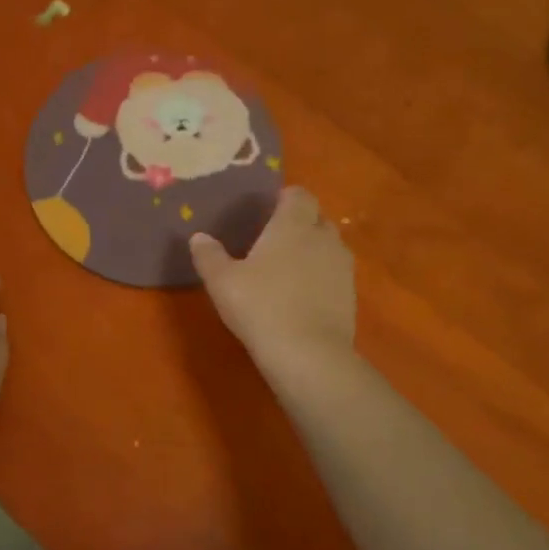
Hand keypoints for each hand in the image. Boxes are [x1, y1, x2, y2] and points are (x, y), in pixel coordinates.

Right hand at [189, 187, 355, 372]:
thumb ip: (209, 255)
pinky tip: (300, 297)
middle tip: (273, 240)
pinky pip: (334, 274)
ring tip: (287, 269)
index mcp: (293, 225)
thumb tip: (198, 237)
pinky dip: (320, 277)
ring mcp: (342, 267)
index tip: (267, 211)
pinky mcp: (350, 294)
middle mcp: (323, 238)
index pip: (298, 195)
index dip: (284, 198)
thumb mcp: (222, 281)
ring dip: (312, 250)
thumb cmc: (261, 306)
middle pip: (316, 218)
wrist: (308, 354)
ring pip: (328, 246)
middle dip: (299, 223)